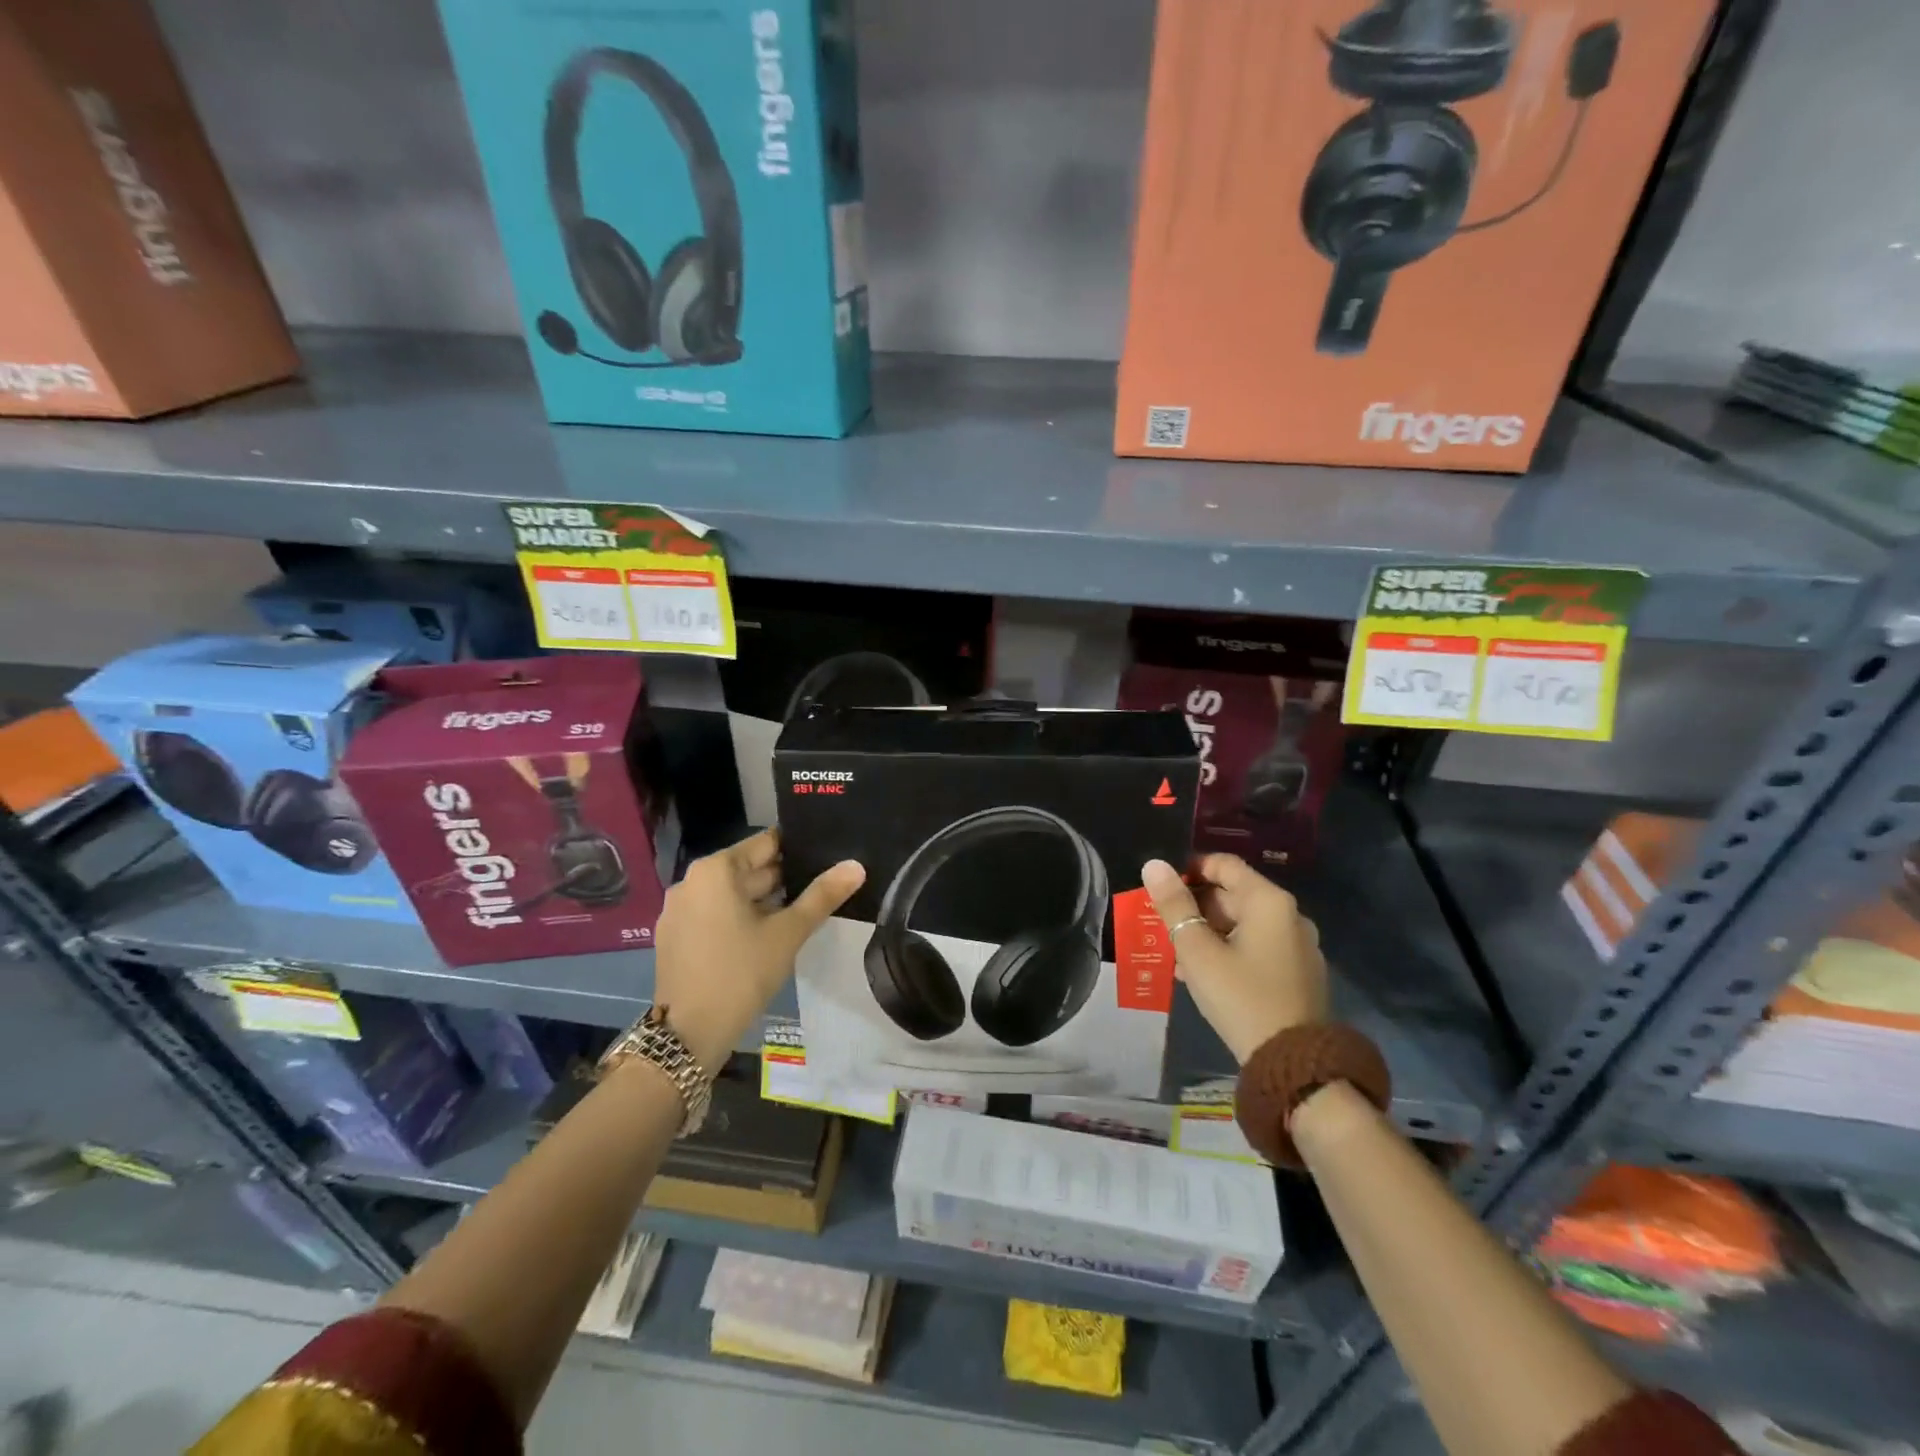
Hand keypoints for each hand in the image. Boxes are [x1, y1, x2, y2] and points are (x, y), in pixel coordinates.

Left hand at [653, 829, 864, 1070]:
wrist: (689, 1035)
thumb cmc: (741, 973)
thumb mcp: (788, 933)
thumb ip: (822, 896)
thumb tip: (856, 866)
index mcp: (715, 870)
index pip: (765, 843)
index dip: (798, 848)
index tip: (826, 856)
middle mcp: (691, 882)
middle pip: (748, 868)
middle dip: (783, 878)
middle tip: (823, 886)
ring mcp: (679, 911)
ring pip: (732, 894)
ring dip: (764, 901)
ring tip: (802, 911)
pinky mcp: (675, 937)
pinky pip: (715, 915)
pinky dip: (740, 918)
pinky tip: (768, 935)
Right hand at [1141, 854, 1326, 1063]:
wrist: (1292, 1064)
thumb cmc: (1240, 996)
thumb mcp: (1197, 950)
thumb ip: (1174, 905)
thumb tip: (1154, 865)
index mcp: (1269, 902)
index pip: (1225, 865)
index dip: (1191, 870)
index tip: (1163, 889)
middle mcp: (1290, 916)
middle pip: (1234, 894)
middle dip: (1196, 907)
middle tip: (1164, 926)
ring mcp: (1299, 946)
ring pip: (1244, 924)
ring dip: (1209, 932)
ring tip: (1178, 954)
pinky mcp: (1299, 974)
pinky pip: (1258, 947)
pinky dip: (1229, 950)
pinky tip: (1204, 974)